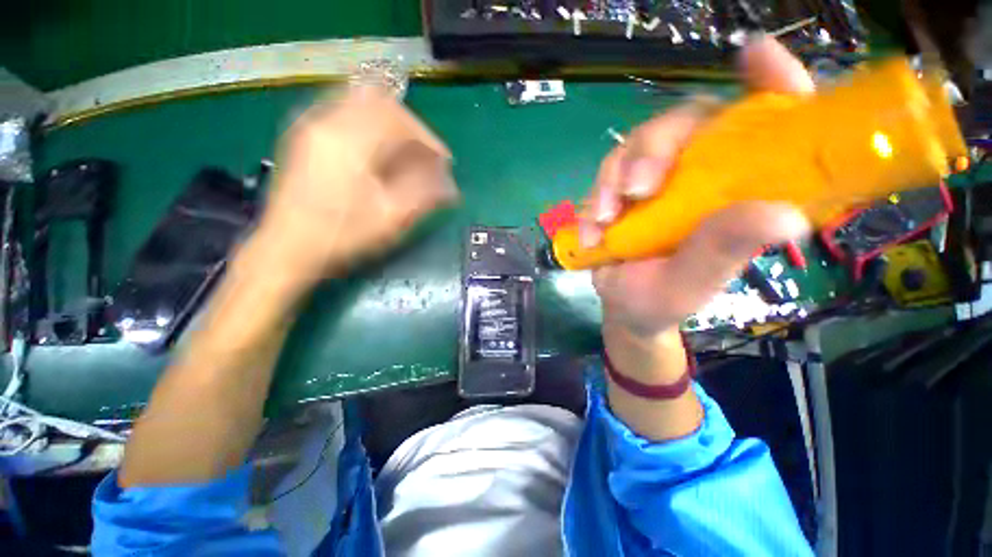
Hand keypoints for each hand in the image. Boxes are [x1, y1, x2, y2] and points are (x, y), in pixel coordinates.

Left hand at [257, 86, 457, 280]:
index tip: (444, 161)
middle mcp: (326, 122)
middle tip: (426, 156)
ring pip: (361, 103)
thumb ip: (424, 195)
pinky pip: (345, 112)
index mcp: (349, 142)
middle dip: (411, 129)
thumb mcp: (389, 220)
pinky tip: (379, 151)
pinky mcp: (305, 135)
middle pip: (381, 103)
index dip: (428, 138)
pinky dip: (371, 125)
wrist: (286, 249)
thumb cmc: (341, 237)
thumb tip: (451, 185)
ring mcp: (311, 125)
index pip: (398, 119)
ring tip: (407, 153)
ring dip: (391, 125)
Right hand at [582, 35, 814, 375]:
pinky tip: (591, 233)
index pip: (768, 121)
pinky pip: (605, 178)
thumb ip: (724, 251)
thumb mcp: (694, 282)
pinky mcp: (621, 191)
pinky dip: (592, 202)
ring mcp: (657, 179)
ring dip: (614, 178)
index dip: (769, 82)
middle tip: (635, 189)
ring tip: (603, 218)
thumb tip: (784, 216)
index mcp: (740, 188)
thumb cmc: (665, 298)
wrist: (624, 307)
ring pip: (635, 146)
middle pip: (683, 123)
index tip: (756, 57)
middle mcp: (702, 172)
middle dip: (654, 149)